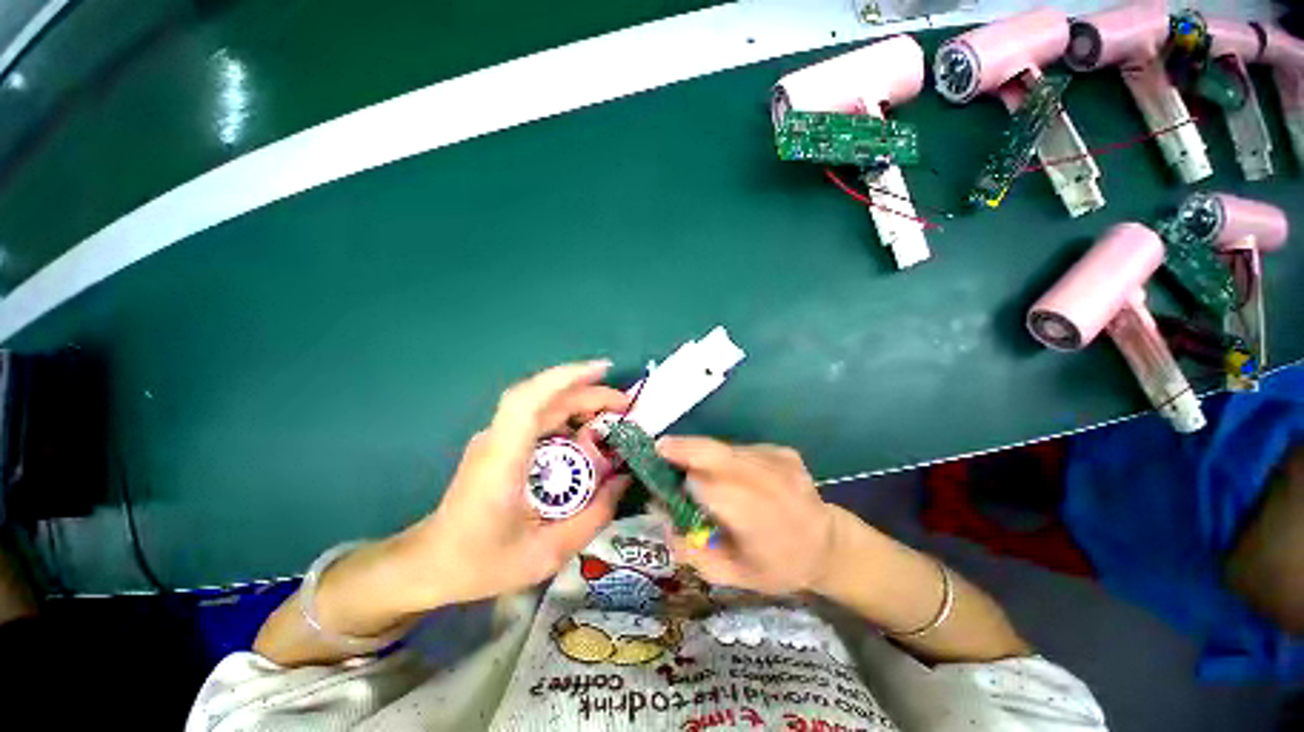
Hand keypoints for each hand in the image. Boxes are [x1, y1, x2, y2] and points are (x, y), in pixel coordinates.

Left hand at [399, 361, 631, 607]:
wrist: (430, 563)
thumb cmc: (481, 562)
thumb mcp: (546, 554)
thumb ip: (592, 517)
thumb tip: (623, 480)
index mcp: (502, 460)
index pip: (528, 400)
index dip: (566, 377)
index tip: (603, 370)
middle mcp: (497, 439)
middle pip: (544, 398)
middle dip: (589, 393)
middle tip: (626, 405)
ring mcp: (497, 438)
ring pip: (542, 404)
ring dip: (580, 402)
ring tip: (614, 416)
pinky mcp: (501, 442)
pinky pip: (539, 418)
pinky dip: (568, 415)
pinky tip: (587, 431)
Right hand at [655, 437, 835, 595]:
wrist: (830, 546)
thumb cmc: (777, 566)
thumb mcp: (729, 574)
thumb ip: (689, 549)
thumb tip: (661, 514)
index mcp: (751, 515)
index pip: (702, 484)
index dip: (680, 479)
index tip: (663, 479)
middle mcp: (763, 479)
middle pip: (711, 451)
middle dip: (682, 448)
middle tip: (661, 448)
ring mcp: (775, 459)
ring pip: (724, 448)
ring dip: (707, 457)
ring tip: (704, 473)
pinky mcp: (782, 450)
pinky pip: (742, 449)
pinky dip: (730, 459)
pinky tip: (739, 476)